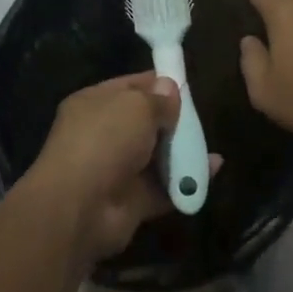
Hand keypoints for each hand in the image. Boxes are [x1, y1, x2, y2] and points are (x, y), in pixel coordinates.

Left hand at [30, 73, 198, 263]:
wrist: (80, 208)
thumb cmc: (105, 140)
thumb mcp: (136, 106)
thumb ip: (158, 98)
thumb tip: (170, 88)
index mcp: (94, 104)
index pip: (130, 86)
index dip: (158, 83)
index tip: (186, 84)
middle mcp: (103, 135)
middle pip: (146, 122)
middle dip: (173, 120)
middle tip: (199, 118)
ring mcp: (117, 169)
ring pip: (156, 156)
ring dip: (182, 151)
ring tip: (210, 145)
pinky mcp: (132, 200)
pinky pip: (165, 186)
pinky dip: (187, 181)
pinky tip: (212, 169)